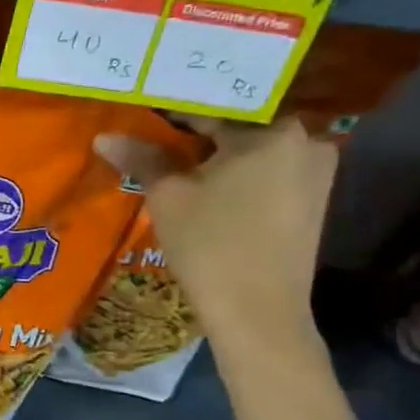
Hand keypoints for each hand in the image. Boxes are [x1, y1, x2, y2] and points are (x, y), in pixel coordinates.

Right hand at [94, 117, 336, 355]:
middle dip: (196, 128)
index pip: (211, 106)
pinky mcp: (312, 198)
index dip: (170, 111)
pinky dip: (236, 170)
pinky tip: (205, 181)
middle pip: (236, 123)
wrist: (258, 313)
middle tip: (154, 131)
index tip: (141, 112)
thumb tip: (105, 137)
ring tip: (174, 155)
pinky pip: (267, 169)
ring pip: (252, 147)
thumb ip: (142, 157)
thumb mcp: (168, 196)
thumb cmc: (210, 245)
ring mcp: (314, 170)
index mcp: (272, 131)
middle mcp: (305, 140)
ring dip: (216, 150)